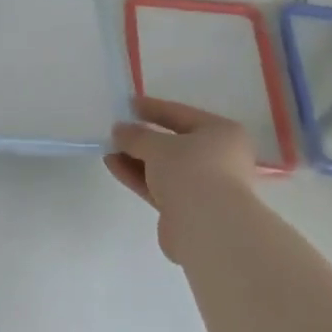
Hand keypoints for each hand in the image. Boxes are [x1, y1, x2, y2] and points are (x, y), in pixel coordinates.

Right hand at [106, 98, 259, 262]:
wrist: (207, 227)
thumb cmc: (191, 171)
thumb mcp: (158, 145)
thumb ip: (136, 135)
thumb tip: (120, 130)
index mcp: (222, 133)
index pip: (182, 114)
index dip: (154, 108)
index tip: (128, 104)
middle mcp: (219, 158)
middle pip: (174, 143)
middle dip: (143, 137)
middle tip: (117, 130)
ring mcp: (204, 186)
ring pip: (165, 167)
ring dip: (137, 158)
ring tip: (109, 149)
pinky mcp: (187, 209)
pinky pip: (159, 187)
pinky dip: (138, 176)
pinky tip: (114, 166)